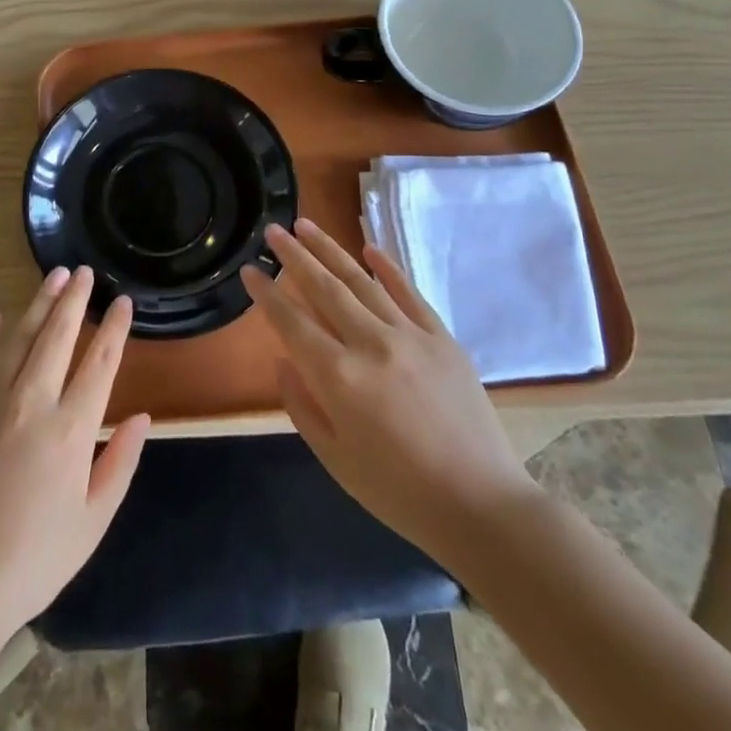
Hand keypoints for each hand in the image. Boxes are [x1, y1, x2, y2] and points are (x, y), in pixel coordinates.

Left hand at [0, 267, 150, 641]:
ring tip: (52, 277)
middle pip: (58, 336)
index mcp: (71, 429)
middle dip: (74, 299)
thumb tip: (141, 417)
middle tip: (83, 272)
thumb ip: (120, 463)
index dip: (114, 328)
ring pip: (19, 337)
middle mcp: (32, 401)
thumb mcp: (93, 522)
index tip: (122, 302)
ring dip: (37, 304)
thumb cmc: (33, 559)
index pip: (101, 362)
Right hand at [242, 221, 537, 564]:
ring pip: (362, 281)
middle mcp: (371, 345)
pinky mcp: (442, 338)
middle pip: (324, 288)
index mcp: (339, 378)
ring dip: (330, 250)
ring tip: (306, 225)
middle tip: (273, 230)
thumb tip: (285, 360)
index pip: (291, 323)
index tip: (249, 270)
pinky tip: (367, 246)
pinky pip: (409, 292)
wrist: (481, 506)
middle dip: (294, 256)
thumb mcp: (334, 458)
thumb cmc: (398, 492)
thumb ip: (302, 405)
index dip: (266, 294)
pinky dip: (387, 267)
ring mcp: (410, 336)